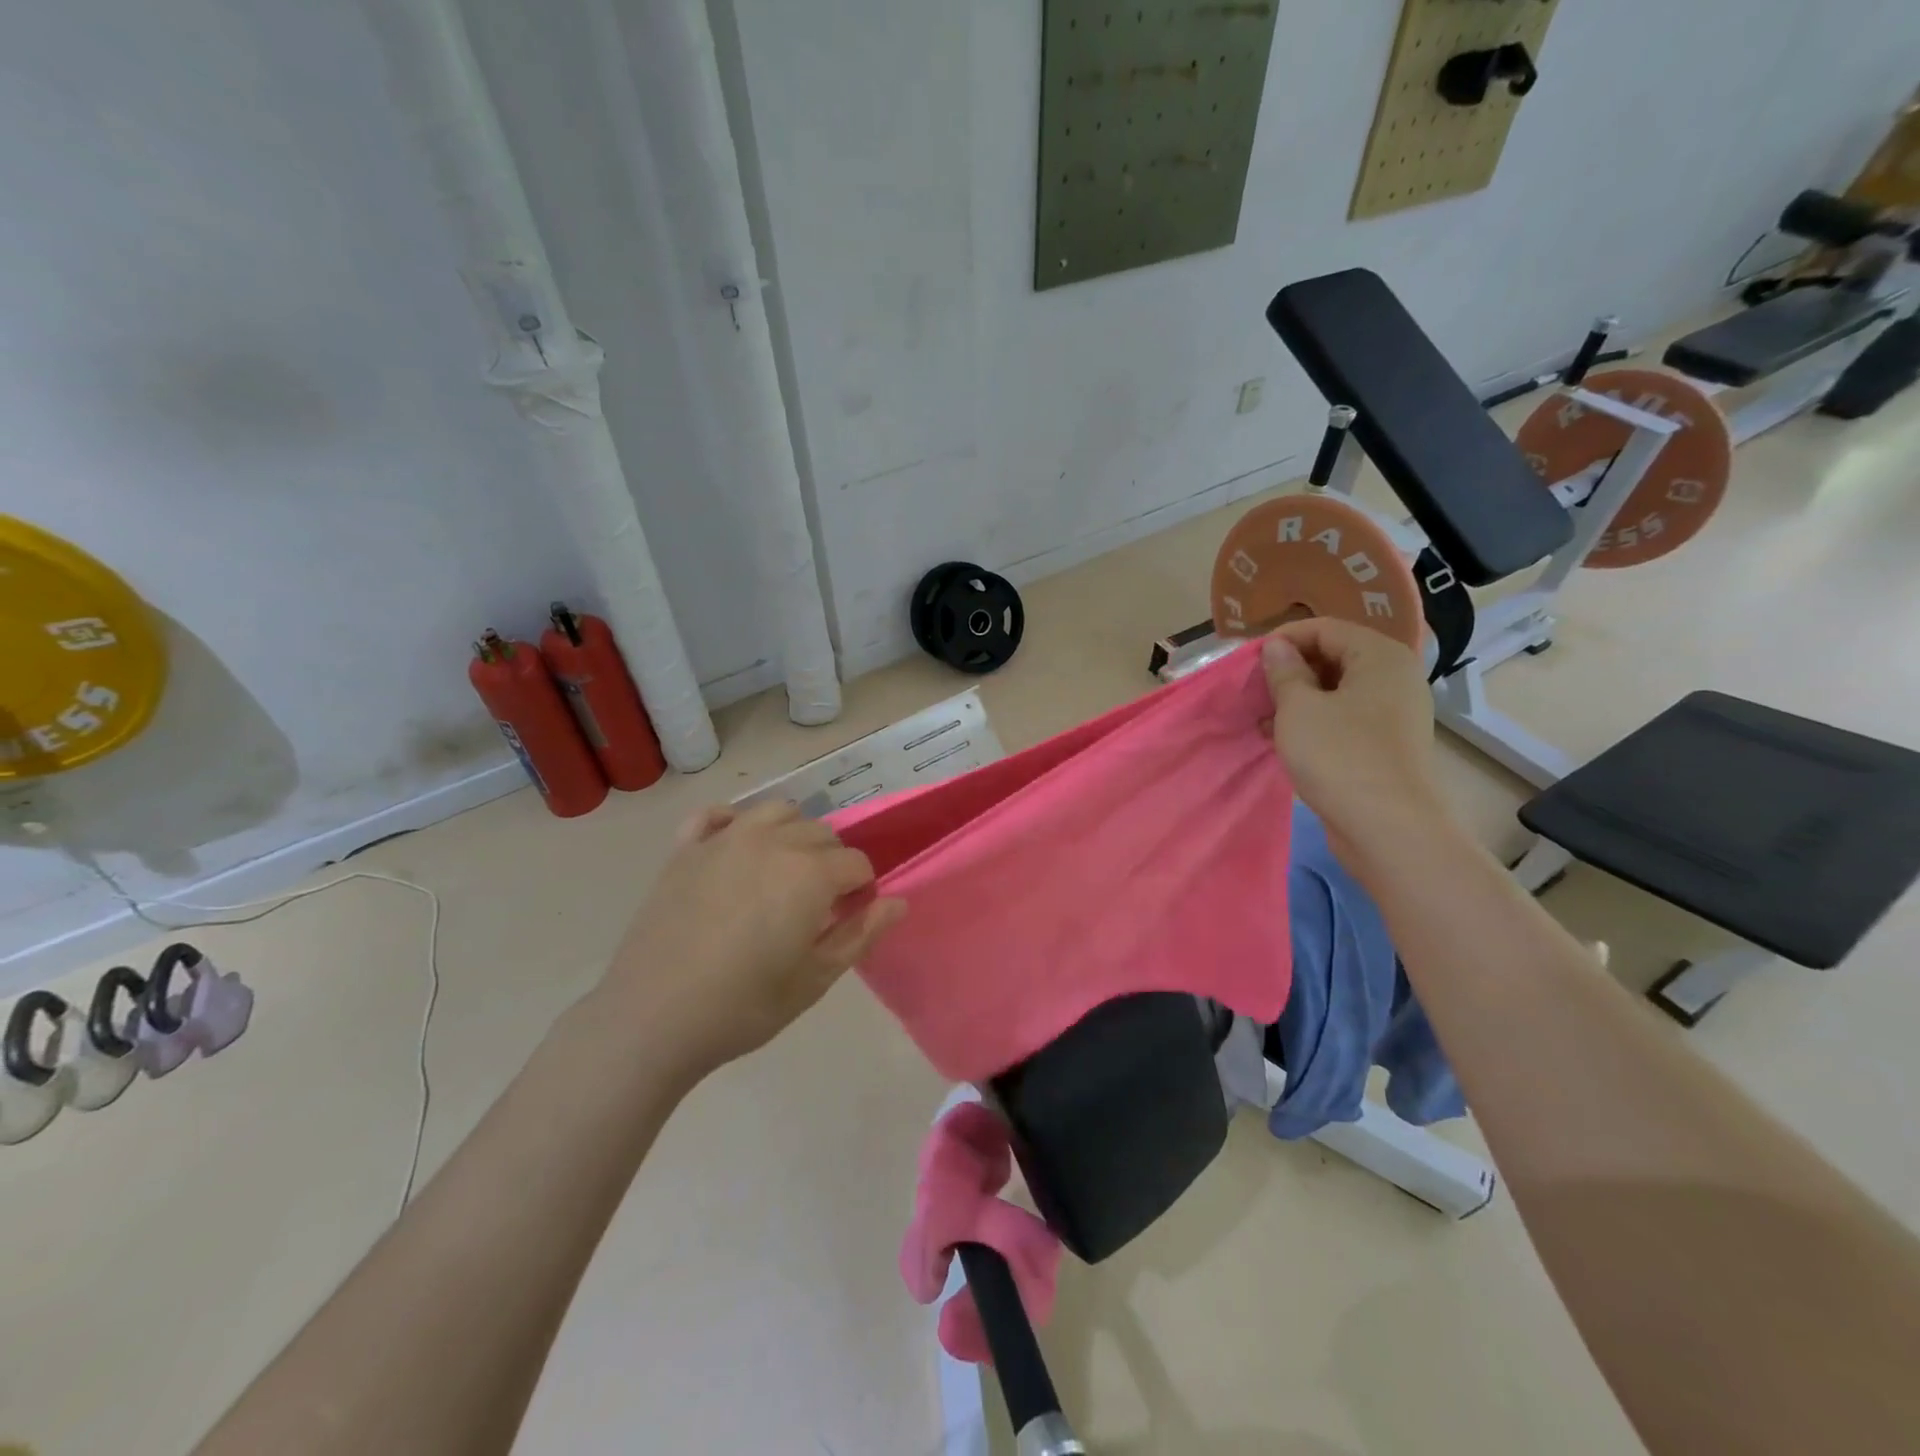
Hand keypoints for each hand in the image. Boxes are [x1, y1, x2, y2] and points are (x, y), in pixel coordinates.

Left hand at [606, 802, 905, 1079]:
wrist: (651, 1018)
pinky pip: (715, 815)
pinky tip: (734, 851)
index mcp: (809, 873)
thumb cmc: (743, 1006)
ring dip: (791, 835)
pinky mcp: (685, 849)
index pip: (856, 864)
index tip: (849, 919)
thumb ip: (861, 934)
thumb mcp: (815, 979)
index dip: (861, 891)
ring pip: (777, 812)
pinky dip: (733, 823)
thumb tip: (898, 902)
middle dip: (831, 863)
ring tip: (782, 873)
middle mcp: (772, 842)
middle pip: (822, 834)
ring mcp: (724, 839)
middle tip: (816, 906)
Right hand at [1261, 619, 1451, 864]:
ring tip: (1262, 718)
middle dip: (1290, 670)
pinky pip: (1344, 718)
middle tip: (1255, 691)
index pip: (1324, 628)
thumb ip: (1284, 671)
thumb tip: (1277, 647)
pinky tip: (1281, 739)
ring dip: (1297, 699)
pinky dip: (1313, 722)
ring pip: (1336, 690)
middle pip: (1333, 656)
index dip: (1283, 640)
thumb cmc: (1339, 756)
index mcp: (1379, 656)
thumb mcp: (1298, 708)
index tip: (1249, 662)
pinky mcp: (1384, 743)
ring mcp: (1393, 712)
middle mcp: (1393, 677)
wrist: (1387, 827)